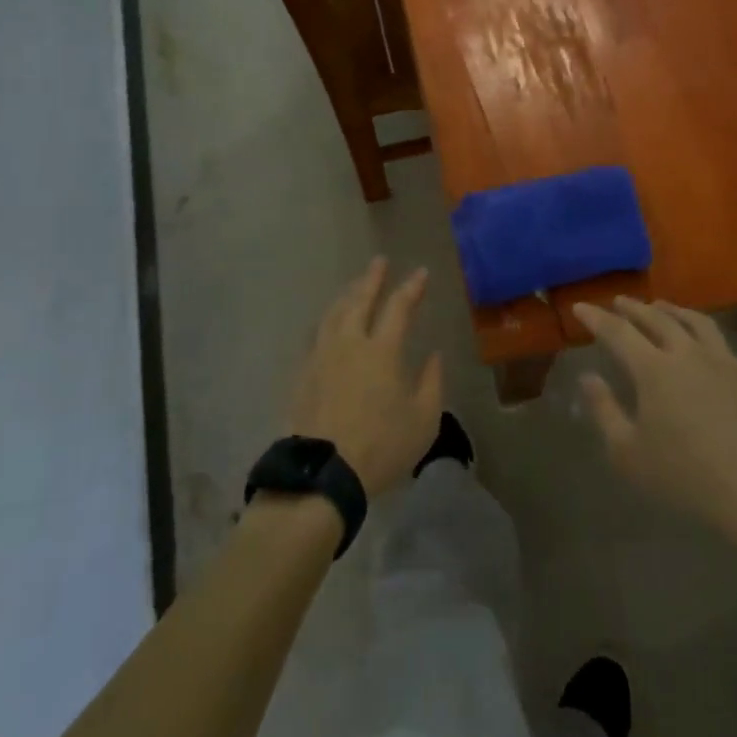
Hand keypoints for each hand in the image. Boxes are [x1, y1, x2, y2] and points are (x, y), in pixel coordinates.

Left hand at [287, 258, 442, 497]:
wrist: (323, 474)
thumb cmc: (381, 447)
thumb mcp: (423, 421)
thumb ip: (432, 383)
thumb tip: (434, 355)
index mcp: (382, 350)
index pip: (399, 307)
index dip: (411, 287)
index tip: (420, 273)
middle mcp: (350, 343)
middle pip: (359, 300)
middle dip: (372, 279)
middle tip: (378, 262)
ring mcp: (322, 356)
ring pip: (334, 313)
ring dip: (347, 295)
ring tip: (354, 286)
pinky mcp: (303, 373)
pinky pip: (316, 334)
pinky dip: (327, 320)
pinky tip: (328, 323)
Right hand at [575, 298, 736, 549]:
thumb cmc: (685, 476)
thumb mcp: (628, 453)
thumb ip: (604, 410)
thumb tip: (588, 377)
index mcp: (653, 369)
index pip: (617, 332)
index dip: (596, 318)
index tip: (580, 307)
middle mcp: (685, 353)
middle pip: (655, 318)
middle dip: (632, 307)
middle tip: (618, 301)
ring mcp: (719, 360)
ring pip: (691, 320)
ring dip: (669, 309)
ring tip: (658, 306)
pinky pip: (716, 336)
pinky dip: (697, 325)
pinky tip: (697, 336)